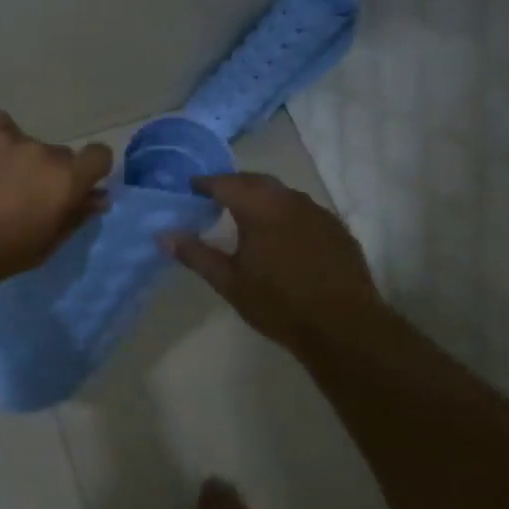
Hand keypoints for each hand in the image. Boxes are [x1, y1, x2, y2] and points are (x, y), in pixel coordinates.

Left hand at [0, 111, 113, 289]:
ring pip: (24, 141)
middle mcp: (43, 152)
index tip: (71, 186)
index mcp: (66, 181)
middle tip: (18, 194)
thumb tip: (99, 197)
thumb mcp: (44, 246)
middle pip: (56, 155)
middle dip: (45, 172)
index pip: (99, 156)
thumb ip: (75, 217)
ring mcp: (8, 136)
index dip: (89, 169)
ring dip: (16, 157)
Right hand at [163, 172, 380, 351]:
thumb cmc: (279, 304)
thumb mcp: (229, 282)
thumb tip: (163, 235)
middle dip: (233, 185)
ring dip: (261, 197)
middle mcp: (290, 200)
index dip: (205, 183)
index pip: (225, 183)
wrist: (344, 327)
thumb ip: (196, 255)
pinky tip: (282, 235)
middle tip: (215, 197)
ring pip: (282, 193)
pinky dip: (285, 212)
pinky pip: (304, 209)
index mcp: (260, 208)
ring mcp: (318, 212)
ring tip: (246, 214)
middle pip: (256, 181)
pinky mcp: (337, 229)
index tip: (190, 187)